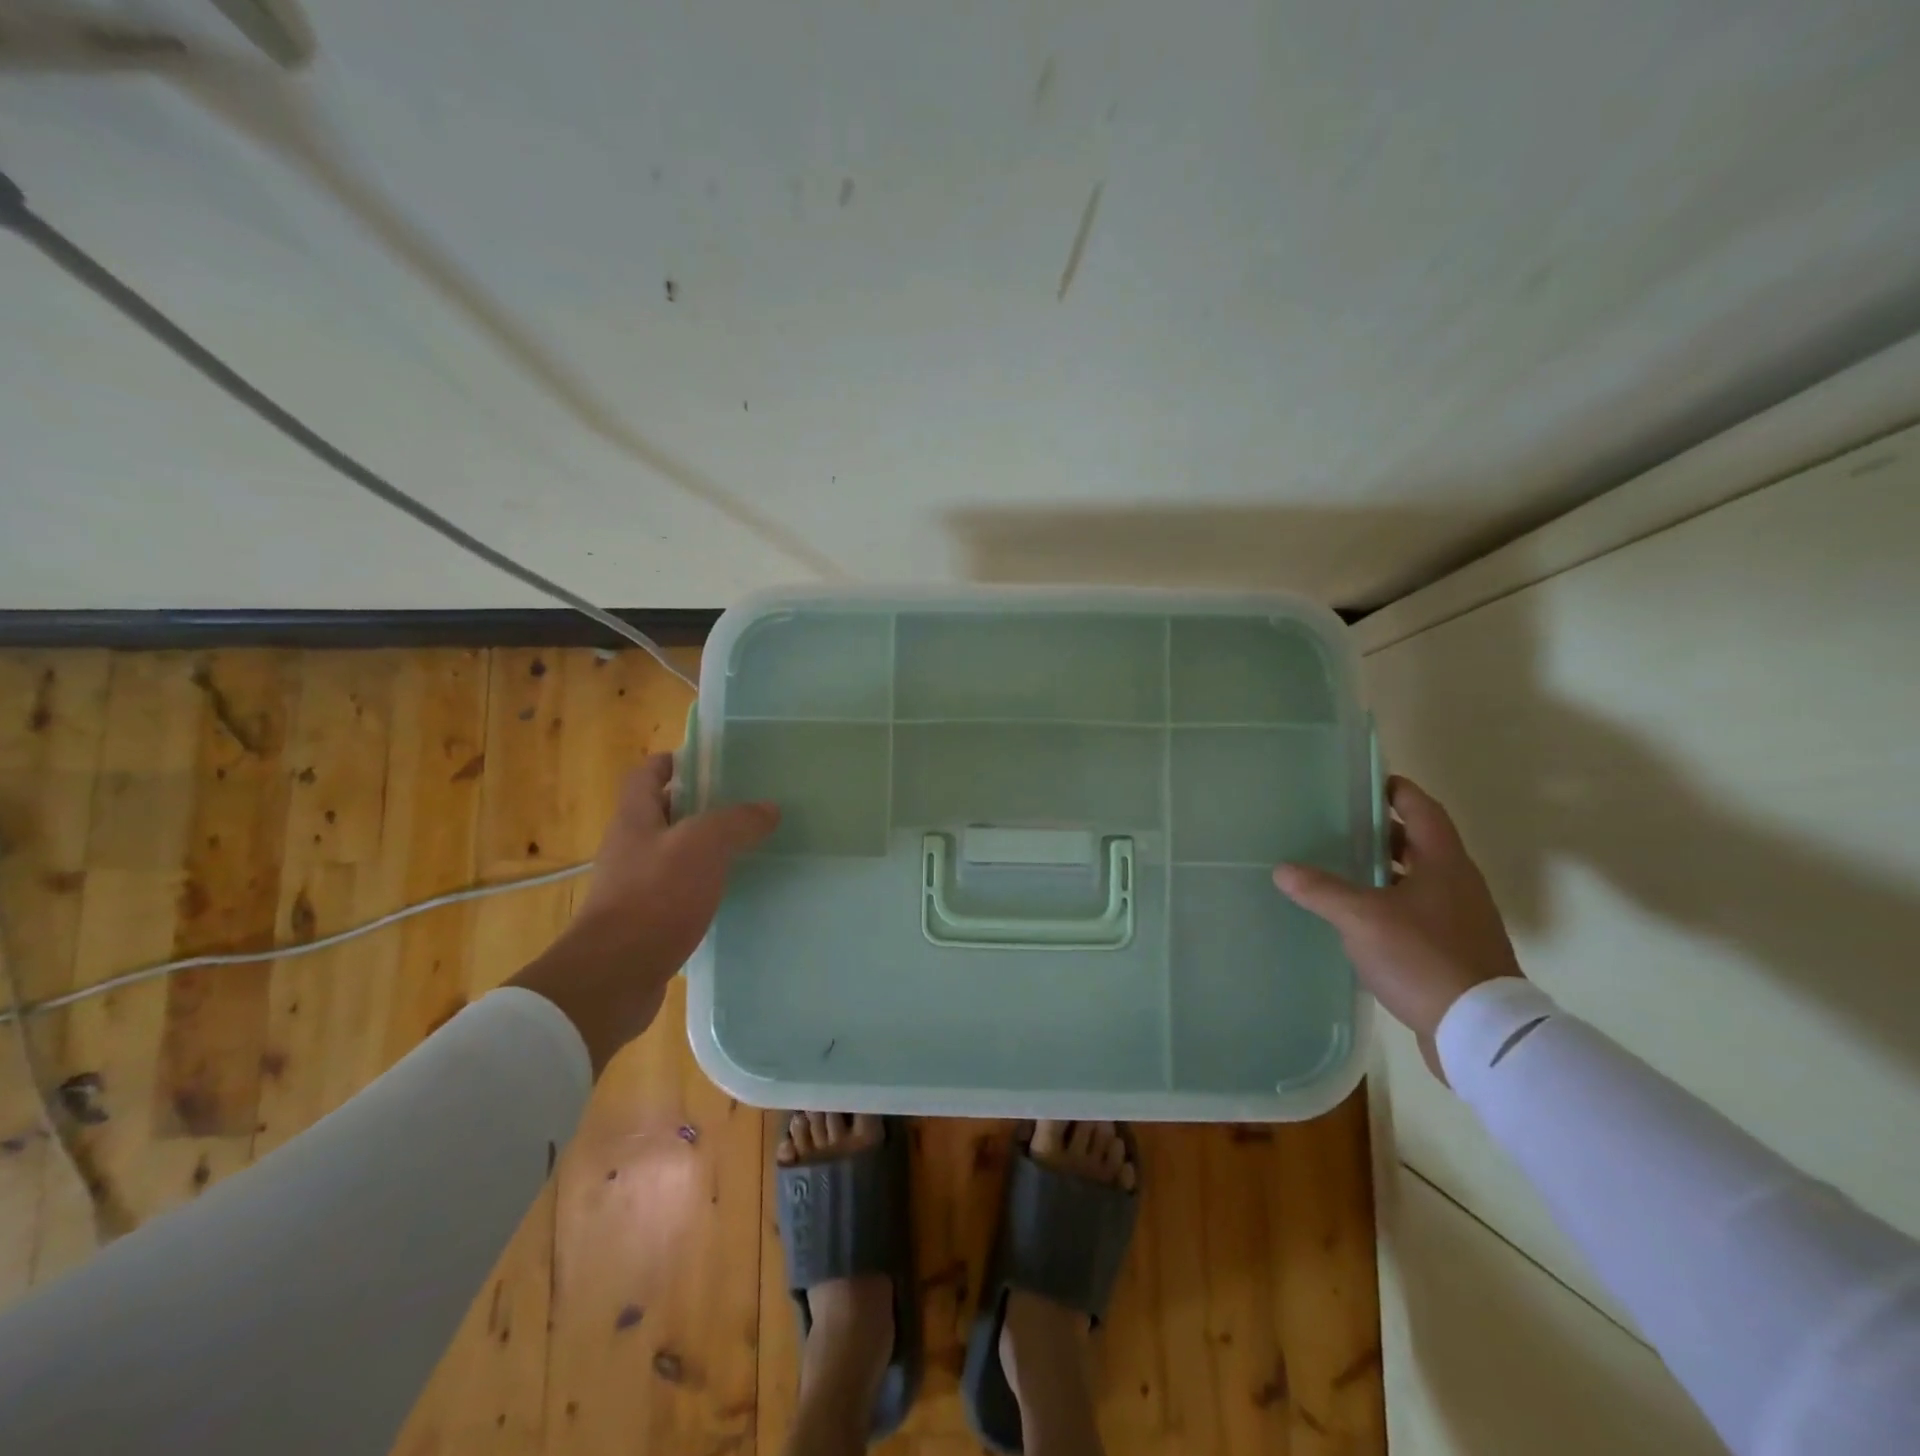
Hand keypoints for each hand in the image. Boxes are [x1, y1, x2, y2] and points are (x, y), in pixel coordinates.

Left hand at [510, 754, 778, 1073]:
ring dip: (707, 848)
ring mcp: (635, 886)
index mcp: (635, 818)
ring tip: (749, 845)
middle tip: (747, 803)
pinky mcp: (646, 921)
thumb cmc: (655, 897)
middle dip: (702, 804)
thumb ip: (737, 821)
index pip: (648, 773)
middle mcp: (630, 847)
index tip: (714, 761)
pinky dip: (704, 885)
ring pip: (676, 853)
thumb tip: (769, 808)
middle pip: (665, 812)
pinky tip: (734, 892)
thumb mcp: (703, 846)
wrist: (614, 976)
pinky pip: (679, 891)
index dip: (676, 761)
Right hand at [1272, 775, 1521, 1080]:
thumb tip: (1282, 869)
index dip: (1397, 791)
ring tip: (1343, 869)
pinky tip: (1361, 918)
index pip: (1422, 810)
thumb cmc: (1423, 957)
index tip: (1369, 781)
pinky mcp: (1456, 950)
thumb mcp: (1362, 919)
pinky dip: (1391, 903)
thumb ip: (1321, 890)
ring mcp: (1461, 919)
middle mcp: (1458, 884)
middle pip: (1421, 844)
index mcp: (1444, 863)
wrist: (1481, 1031)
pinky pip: (1419, 912)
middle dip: (1383, 833)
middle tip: (1341, 825)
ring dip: (1386, 870)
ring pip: (1419, 880)